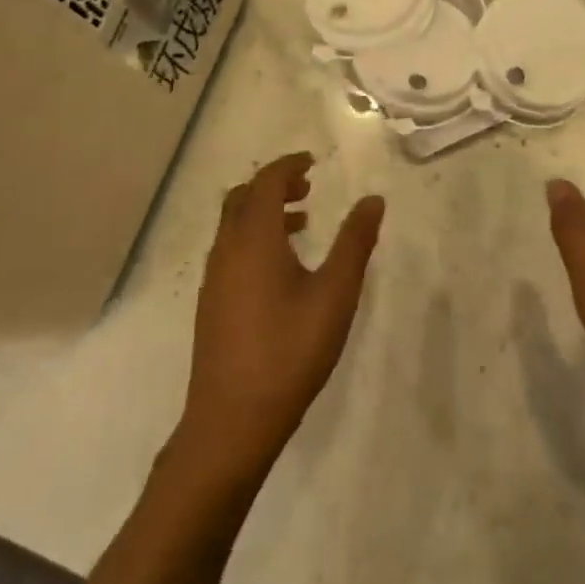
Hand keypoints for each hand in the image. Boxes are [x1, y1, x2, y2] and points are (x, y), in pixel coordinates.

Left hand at [180, 153, 383, 478]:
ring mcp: (213, 279)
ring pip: (233, 226)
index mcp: (253, 239)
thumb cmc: (289, 351)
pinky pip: (230, 251)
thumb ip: (355, 243)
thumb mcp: (335, 294)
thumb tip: (373, 200)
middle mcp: (226, 250)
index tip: (313, 162)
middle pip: (242, 198)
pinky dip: (254, 239)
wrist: (232, 421)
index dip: (288, 165)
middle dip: (273, 185)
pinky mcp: (211, 304)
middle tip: (307, 187)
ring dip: (264, 213)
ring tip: (302, 223)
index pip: (265, 182)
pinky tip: (282, 270)